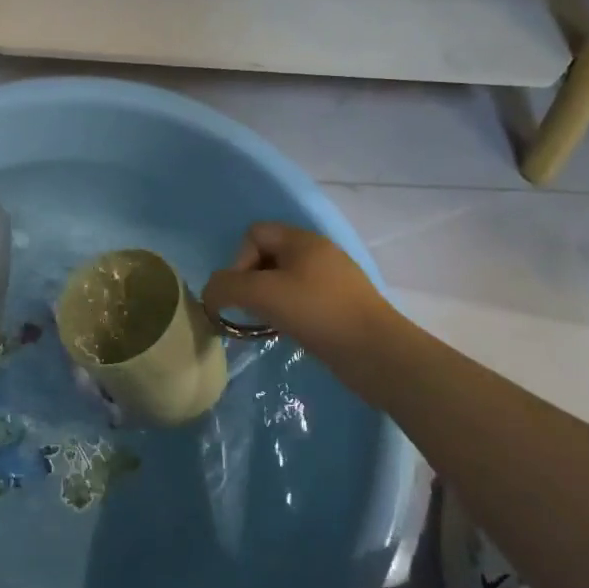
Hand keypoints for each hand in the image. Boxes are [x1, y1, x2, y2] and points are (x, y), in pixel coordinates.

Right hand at [203, 223, 401, 381]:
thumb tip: (210, 294)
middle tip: (252, 309)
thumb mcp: (262, 294)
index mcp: (302, 239)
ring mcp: (332, 280)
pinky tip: (290, 332)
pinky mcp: (341, 306)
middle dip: (251, 281)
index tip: (244, 292)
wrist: (378, 354)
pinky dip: (288, 313)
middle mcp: (318, 252)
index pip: (254, 233)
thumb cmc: (318, 313)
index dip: (239, 260)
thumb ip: (226, 287)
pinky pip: (302, 299)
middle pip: (267, 256)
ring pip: (284, 280)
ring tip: (268, 323)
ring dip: (268, 300)